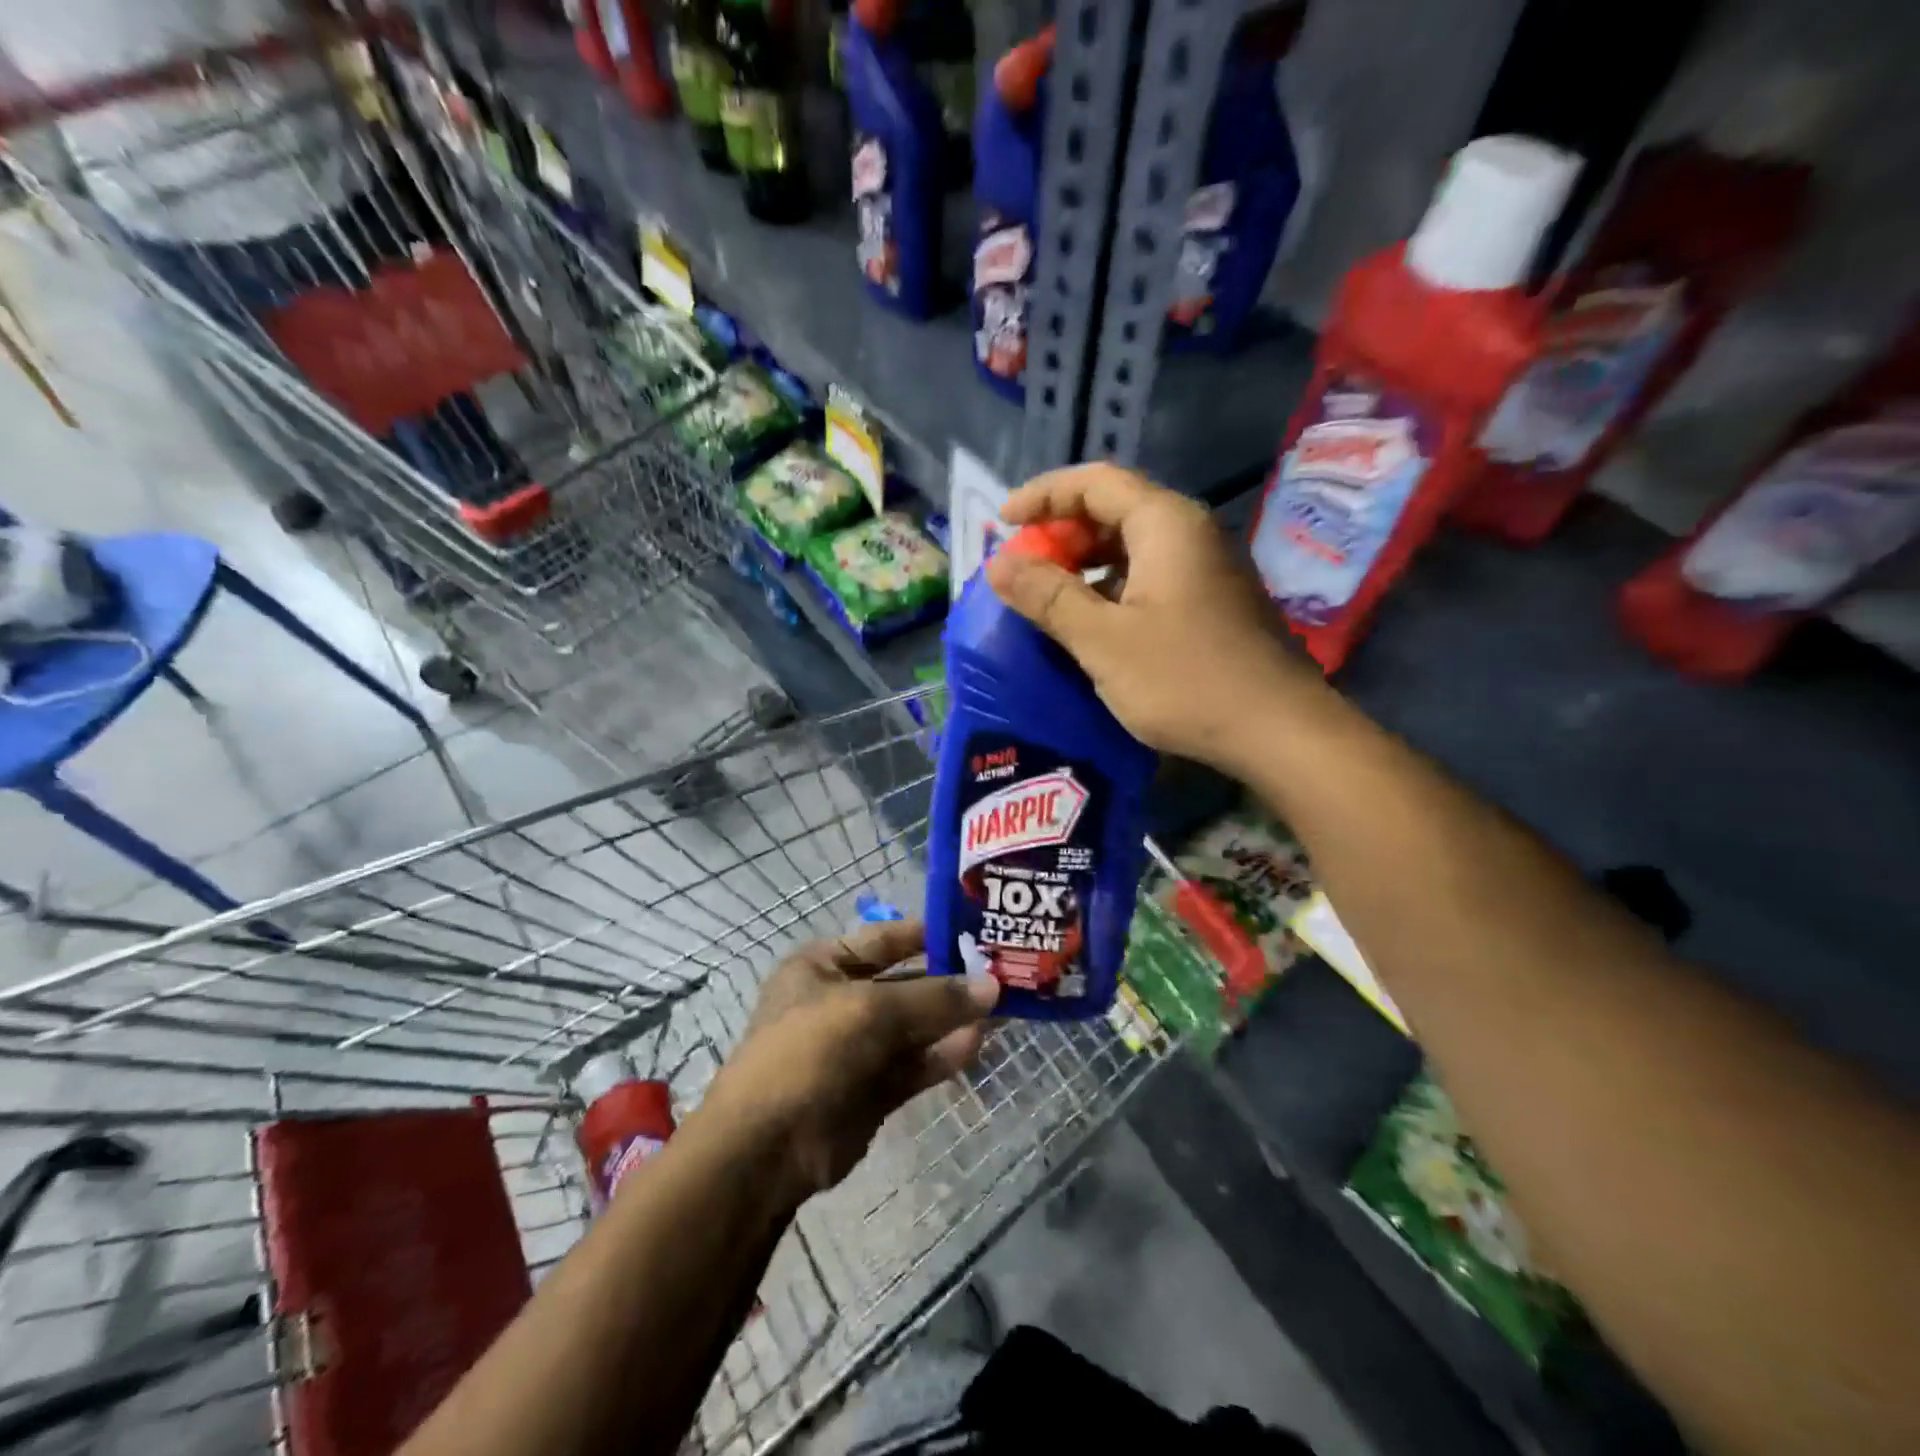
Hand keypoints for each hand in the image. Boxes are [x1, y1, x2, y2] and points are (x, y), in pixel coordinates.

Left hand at [697, 922, 998, 1203]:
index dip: (928, 933)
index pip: (884, 938)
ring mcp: (857, 1048)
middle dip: (949, 980)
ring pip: (915, 1027)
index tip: (975, 931)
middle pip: (905, 983)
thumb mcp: (870, 1010)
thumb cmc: (808, 1051)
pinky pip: (915, 1063)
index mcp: (823, 966)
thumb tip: (993, 986)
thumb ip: (933, 997)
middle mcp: (840, 1001)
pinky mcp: (873, 1090)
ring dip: (952, 1019)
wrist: (765, 1149)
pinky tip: (977, 1044)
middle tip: (1001, 973)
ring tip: (1001, 1009)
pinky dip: (944, 1054)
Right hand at [985, 465, 1327, 769]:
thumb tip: (998, 565)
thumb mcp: (1103, 640)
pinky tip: (1091, 623)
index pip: (1095, 482)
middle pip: (1115, 510)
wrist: (1277, 731)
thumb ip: (1048, 597)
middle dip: (1062, 533)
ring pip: (1132, 547)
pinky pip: (1149, 577)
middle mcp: (1190, 534)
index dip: (1043, 495)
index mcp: (1166, 525)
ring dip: (1085, 564)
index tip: (1003, 523)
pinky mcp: (1210, 603)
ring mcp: (1205, 570)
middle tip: (1024, 569)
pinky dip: (1111, 588)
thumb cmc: (1185, 680)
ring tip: (1047, 597)